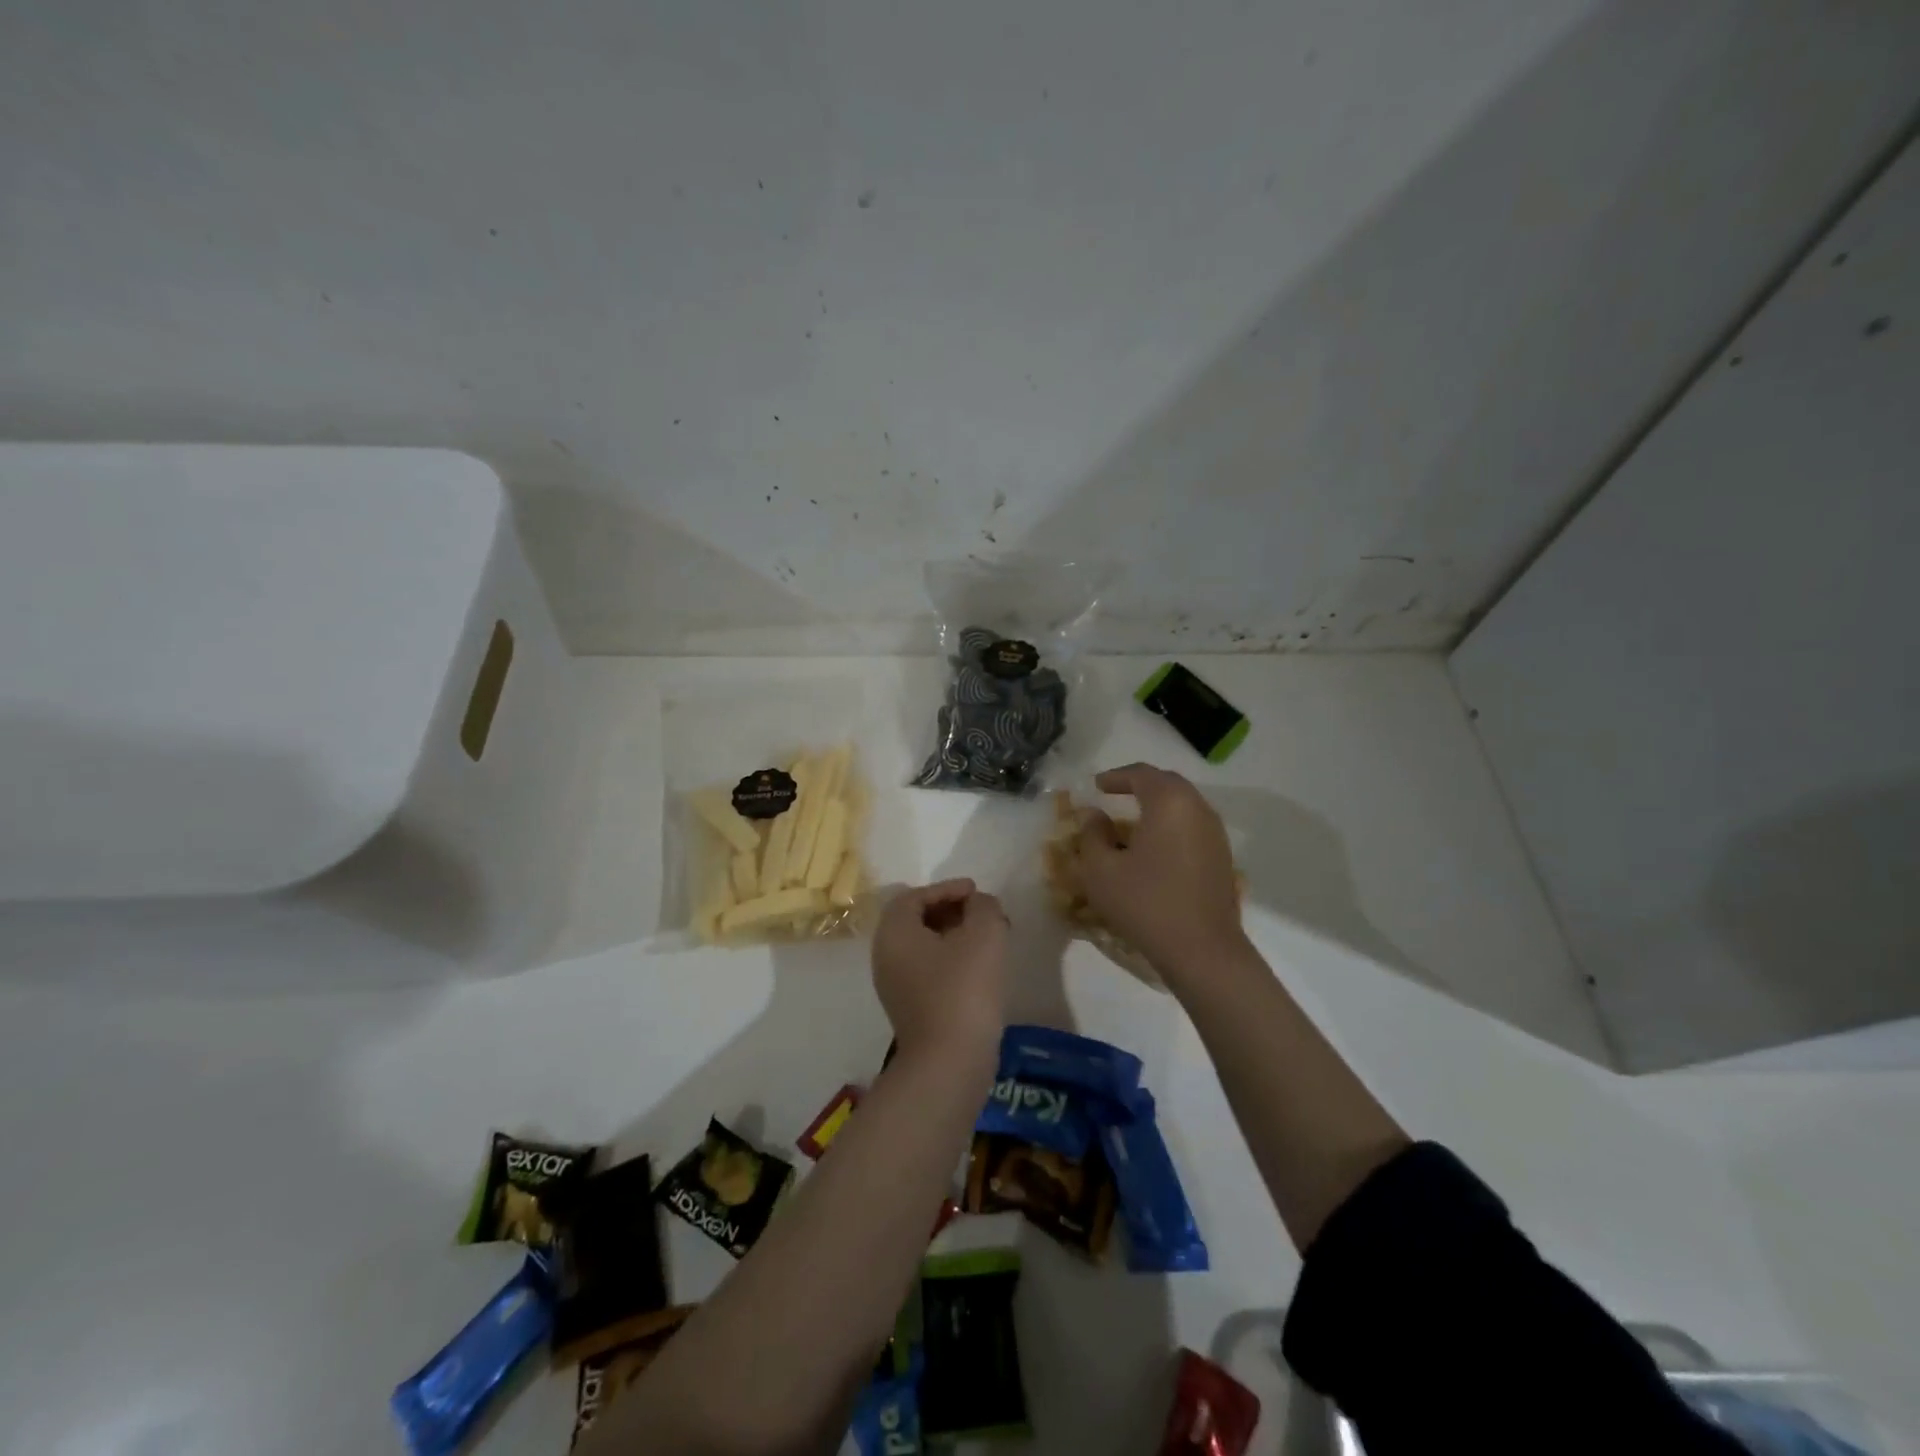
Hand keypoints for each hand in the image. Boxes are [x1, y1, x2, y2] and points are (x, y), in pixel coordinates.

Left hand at [872, 878, 1007, 1065]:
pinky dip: (951, 960)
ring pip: (923, 947)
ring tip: (987, 939)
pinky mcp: (910, 1009)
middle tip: (982, 913)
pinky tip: (979, 968)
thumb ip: (984, 907)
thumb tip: (979, 904)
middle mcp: (885, 955)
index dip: (947, 888)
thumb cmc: (963, 989)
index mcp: (894, 932)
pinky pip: (928, 971)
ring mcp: (894, 986)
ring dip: (954, 937)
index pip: (915, 896)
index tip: (976, 892)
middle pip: (916, 920)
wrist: (949, 1063)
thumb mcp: (984, 934)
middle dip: (951, 911)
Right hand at [1074, 763, 1245, 982]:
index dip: (1116, 776)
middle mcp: (1197, 809)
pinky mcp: (1222, 857)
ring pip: (1183, 805)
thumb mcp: (1101, 870)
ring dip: (1157, 805)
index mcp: (1169, 802)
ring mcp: (1215, 833)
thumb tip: (1094, 815)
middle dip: (1139, 785)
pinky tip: (1155, 846)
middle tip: (1115, 794)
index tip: (1096, 785)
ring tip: (1132, 820)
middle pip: (1167, 783)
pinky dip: (1171, 825)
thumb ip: (1092, 835)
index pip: (1141, 774)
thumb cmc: (1146, 904)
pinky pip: (1192, 826)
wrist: (1202, 950)